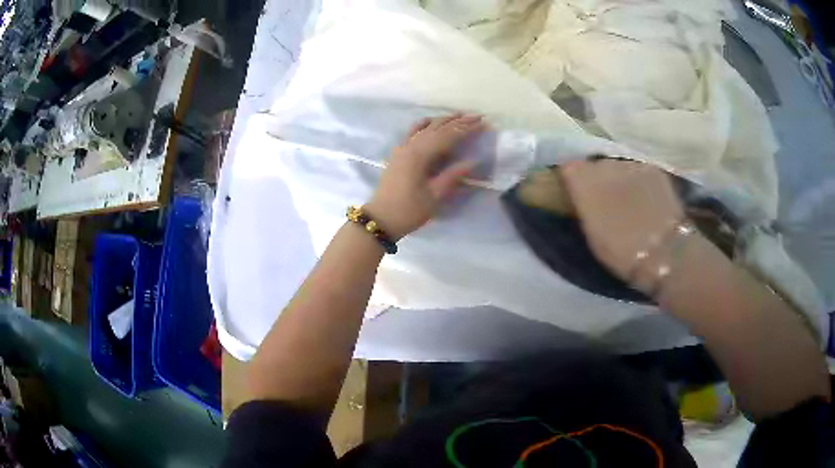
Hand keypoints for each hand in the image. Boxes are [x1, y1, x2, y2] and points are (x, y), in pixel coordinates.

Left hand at [366, 114, 484, 239]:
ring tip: (459, 115)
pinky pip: (411, 132)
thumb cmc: (409, 210)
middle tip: (477, 116)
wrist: (381, 218)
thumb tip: (472, 162)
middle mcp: (411, 146)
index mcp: (420, 155)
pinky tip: (430, 121)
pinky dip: (423, 124)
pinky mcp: (398, 153)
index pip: (448, 136)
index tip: (482, 123)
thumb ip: (453, 176)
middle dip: (458, 122)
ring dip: (443, 120)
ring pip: (425, 127)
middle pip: (437, 128)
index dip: (466, 129)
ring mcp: (402, 148)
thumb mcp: (435, 196)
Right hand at [559, 159, 687, 284]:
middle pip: (595, 165)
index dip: (573, 180)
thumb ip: (584, 207)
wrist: (663, 251)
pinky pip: (639, 170)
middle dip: (598, 179)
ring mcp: (631, 164)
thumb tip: (582, 195)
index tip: (577, 194)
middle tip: (605, 201)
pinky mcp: (653, 169)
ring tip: (628, 200)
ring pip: (619, 166)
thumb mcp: (590, 233)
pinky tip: (646, 198)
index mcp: (584, 182)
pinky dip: (639, 180)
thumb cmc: (620, 251)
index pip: (569, 168)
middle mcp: (605, 165)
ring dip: (620, 179)